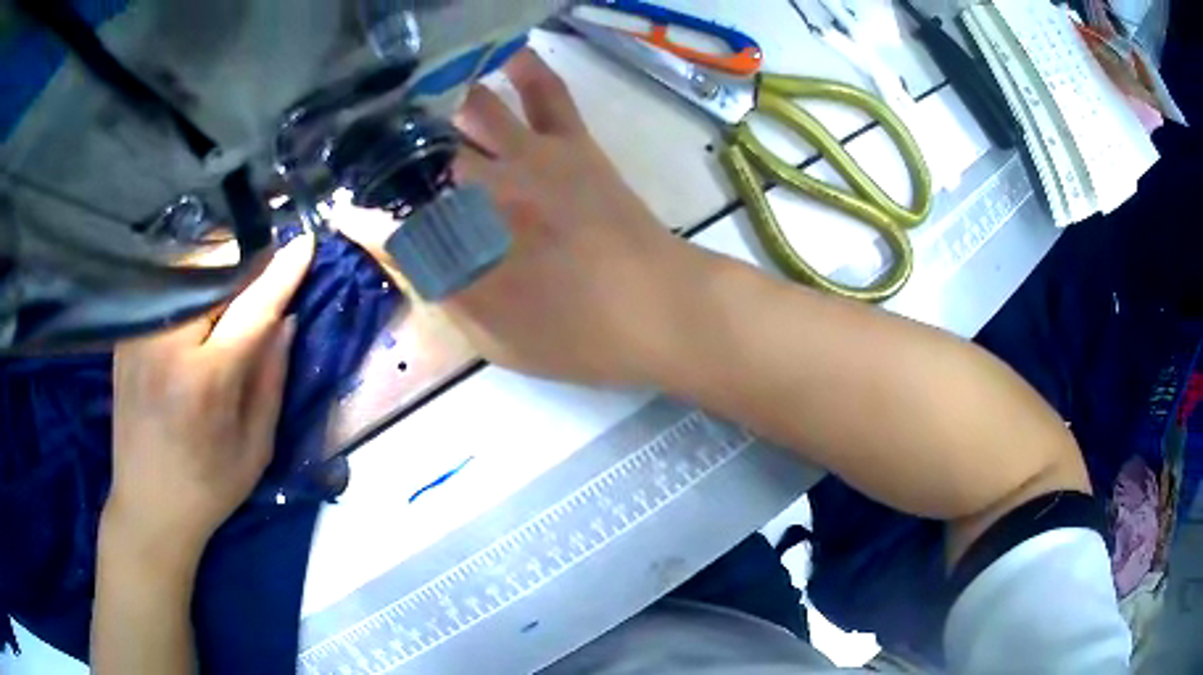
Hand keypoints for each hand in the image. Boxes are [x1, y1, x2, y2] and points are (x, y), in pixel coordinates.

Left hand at [106, 233, 314, 559]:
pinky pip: (164, 289)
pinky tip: (200, 302)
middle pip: (215, 273)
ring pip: (186, 272)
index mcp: (206, 382)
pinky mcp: (126, 337)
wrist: (146, 507)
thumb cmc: (208, 489)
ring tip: (234, 285)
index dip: (281, 273)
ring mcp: (140, 336)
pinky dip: (189, 284)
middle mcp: (167, 347)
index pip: (252, 307)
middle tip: (266, 270)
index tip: (305, 243)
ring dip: (217, 269)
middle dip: (246, 263)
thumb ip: (272, 378)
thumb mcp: (256, 447)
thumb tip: (286, 318)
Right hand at [342, 50, 707, 386]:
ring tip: (419, 97)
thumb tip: (400, 252)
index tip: (347, 206)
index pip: (393, 216)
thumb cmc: (578, 337)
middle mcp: (486, 188)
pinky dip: (522, 68)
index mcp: (464, 242)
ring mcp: (532, 156)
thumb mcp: (495, 338)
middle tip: (375, 147)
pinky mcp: (572, 142)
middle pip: (422, 151)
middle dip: (392, 149)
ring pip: (471, 107)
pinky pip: (544, 91)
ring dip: (441, 102)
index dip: (364, 210)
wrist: (660, 309)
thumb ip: (441, 290)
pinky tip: (501, 54)